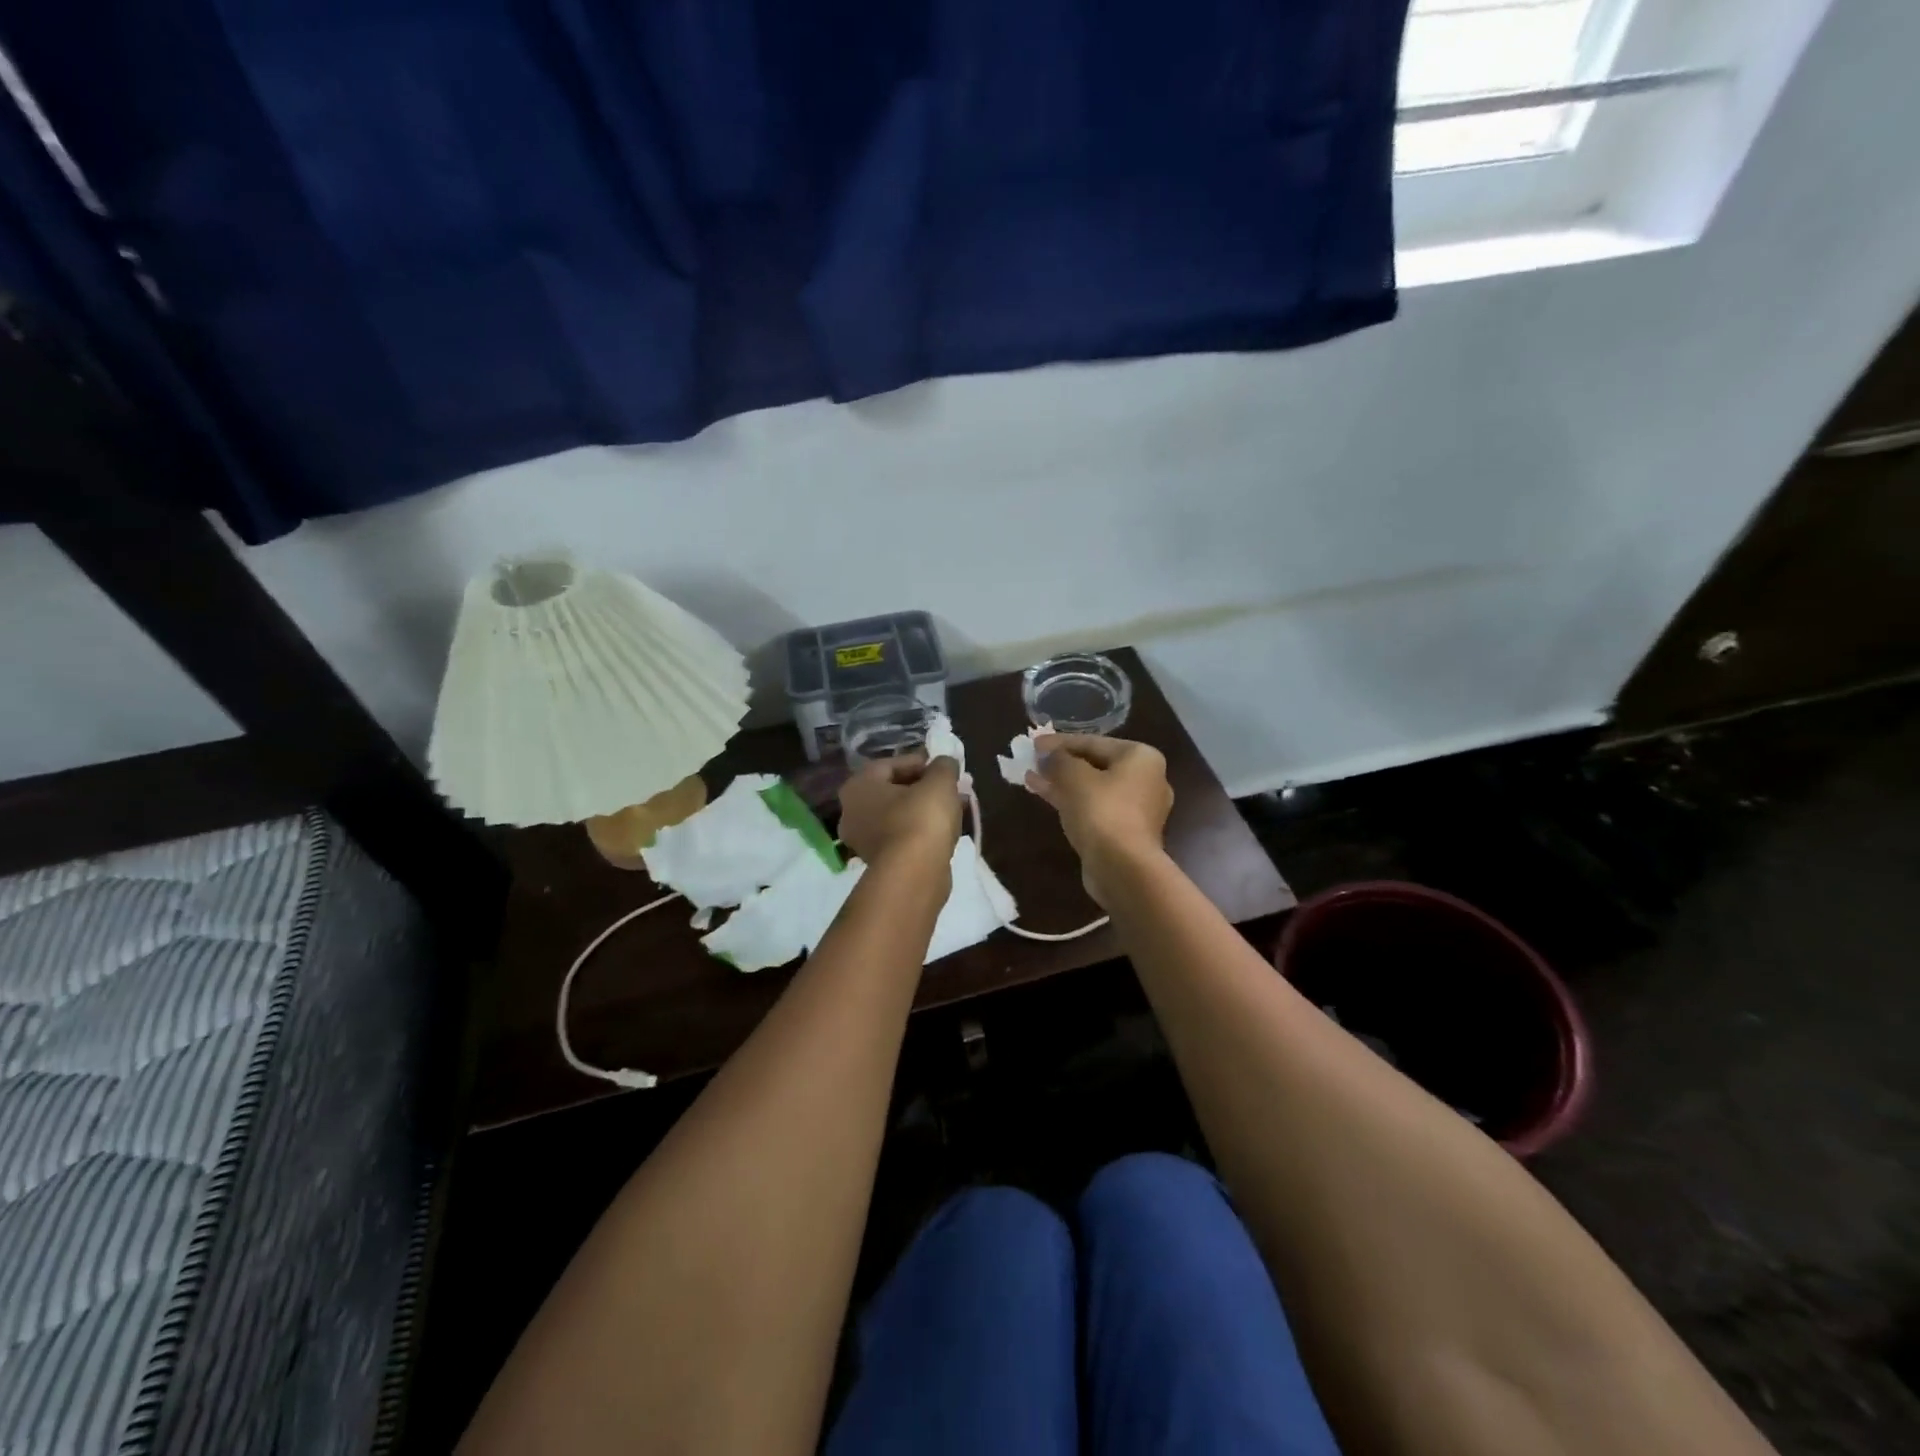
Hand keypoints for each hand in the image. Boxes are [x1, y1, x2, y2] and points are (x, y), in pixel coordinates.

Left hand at [837, 753, 962, 867]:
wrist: (914, 874)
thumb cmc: (921, 817)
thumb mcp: (939, 782)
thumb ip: (943, 766)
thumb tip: (945, 763)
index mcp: (858, 785)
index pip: (891, 764)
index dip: (921, 762)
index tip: (945, 767)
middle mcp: (852, 811)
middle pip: (894, 790)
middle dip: (925, 787)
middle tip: (952, 787)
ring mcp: (863, 840)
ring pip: (899, 815)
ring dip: (926, 809)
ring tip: (956, 807)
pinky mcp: (879, 862)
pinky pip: (903, 836)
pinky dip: (922, 830)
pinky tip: (946, 830)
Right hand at [1027, 735, 1172, 905]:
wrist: (1123, 868)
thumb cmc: (1102, 811)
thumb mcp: (1074, 777)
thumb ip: (1060, 759)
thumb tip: (1050, 755)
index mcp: (1141, 758)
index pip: (1094, 742)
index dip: (1060, 742)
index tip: (1034, 743)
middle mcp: (1146, 779)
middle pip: (1095, 764)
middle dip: (1061, 763)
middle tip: (1033, 760)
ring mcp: (1137, 809)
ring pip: (1093, 788)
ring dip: (1062, 782)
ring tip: (1031, 777)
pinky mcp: (1125, 832)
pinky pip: (1095, 808)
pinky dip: (1072, 801)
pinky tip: (1045, 795)